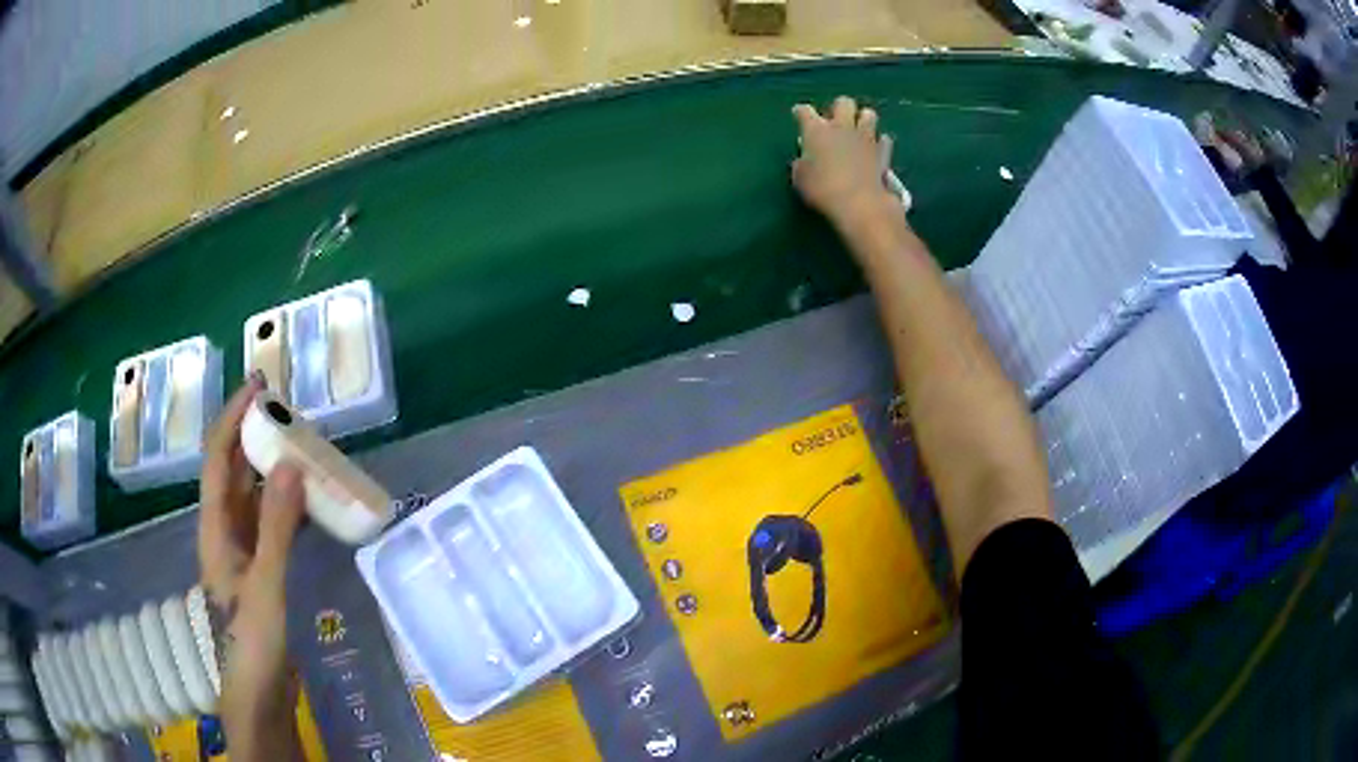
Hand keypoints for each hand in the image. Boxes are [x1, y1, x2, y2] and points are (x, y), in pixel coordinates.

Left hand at [198, 373, 305, 756]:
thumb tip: (291, 463)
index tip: (260, 385)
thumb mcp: (265, 582)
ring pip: (252, 495)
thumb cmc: (252, 641)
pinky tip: (307, 500)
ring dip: (271, 467)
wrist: (257, 693)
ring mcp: (242, 551)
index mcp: (215, 527)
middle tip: (288, 410)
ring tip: (301, 445)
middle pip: (233, 470)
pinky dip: (285, 503)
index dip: (234, 416)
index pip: (219, 457)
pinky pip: (270, 522)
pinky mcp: (260, 569)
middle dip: (254, 434)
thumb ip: (276, 525)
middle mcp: (224, 530)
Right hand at [792, 96, 899, 228]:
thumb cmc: (822, 190)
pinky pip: (884, 140)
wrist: (859, 203)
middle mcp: (842, 127)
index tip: (799, 115)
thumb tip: (804, 160)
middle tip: (834, 121)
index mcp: (816, 130)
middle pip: (844, 103)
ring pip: (869, 114)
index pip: (805, 110)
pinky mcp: (883, 153)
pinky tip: (875, 149)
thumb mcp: (800, 179)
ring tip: (858, 131)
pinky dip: (880, 143)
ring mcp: (865, 138)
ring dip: (863, 119)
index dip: (800, 112)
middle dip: (839, 108)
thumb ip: (802, 164)